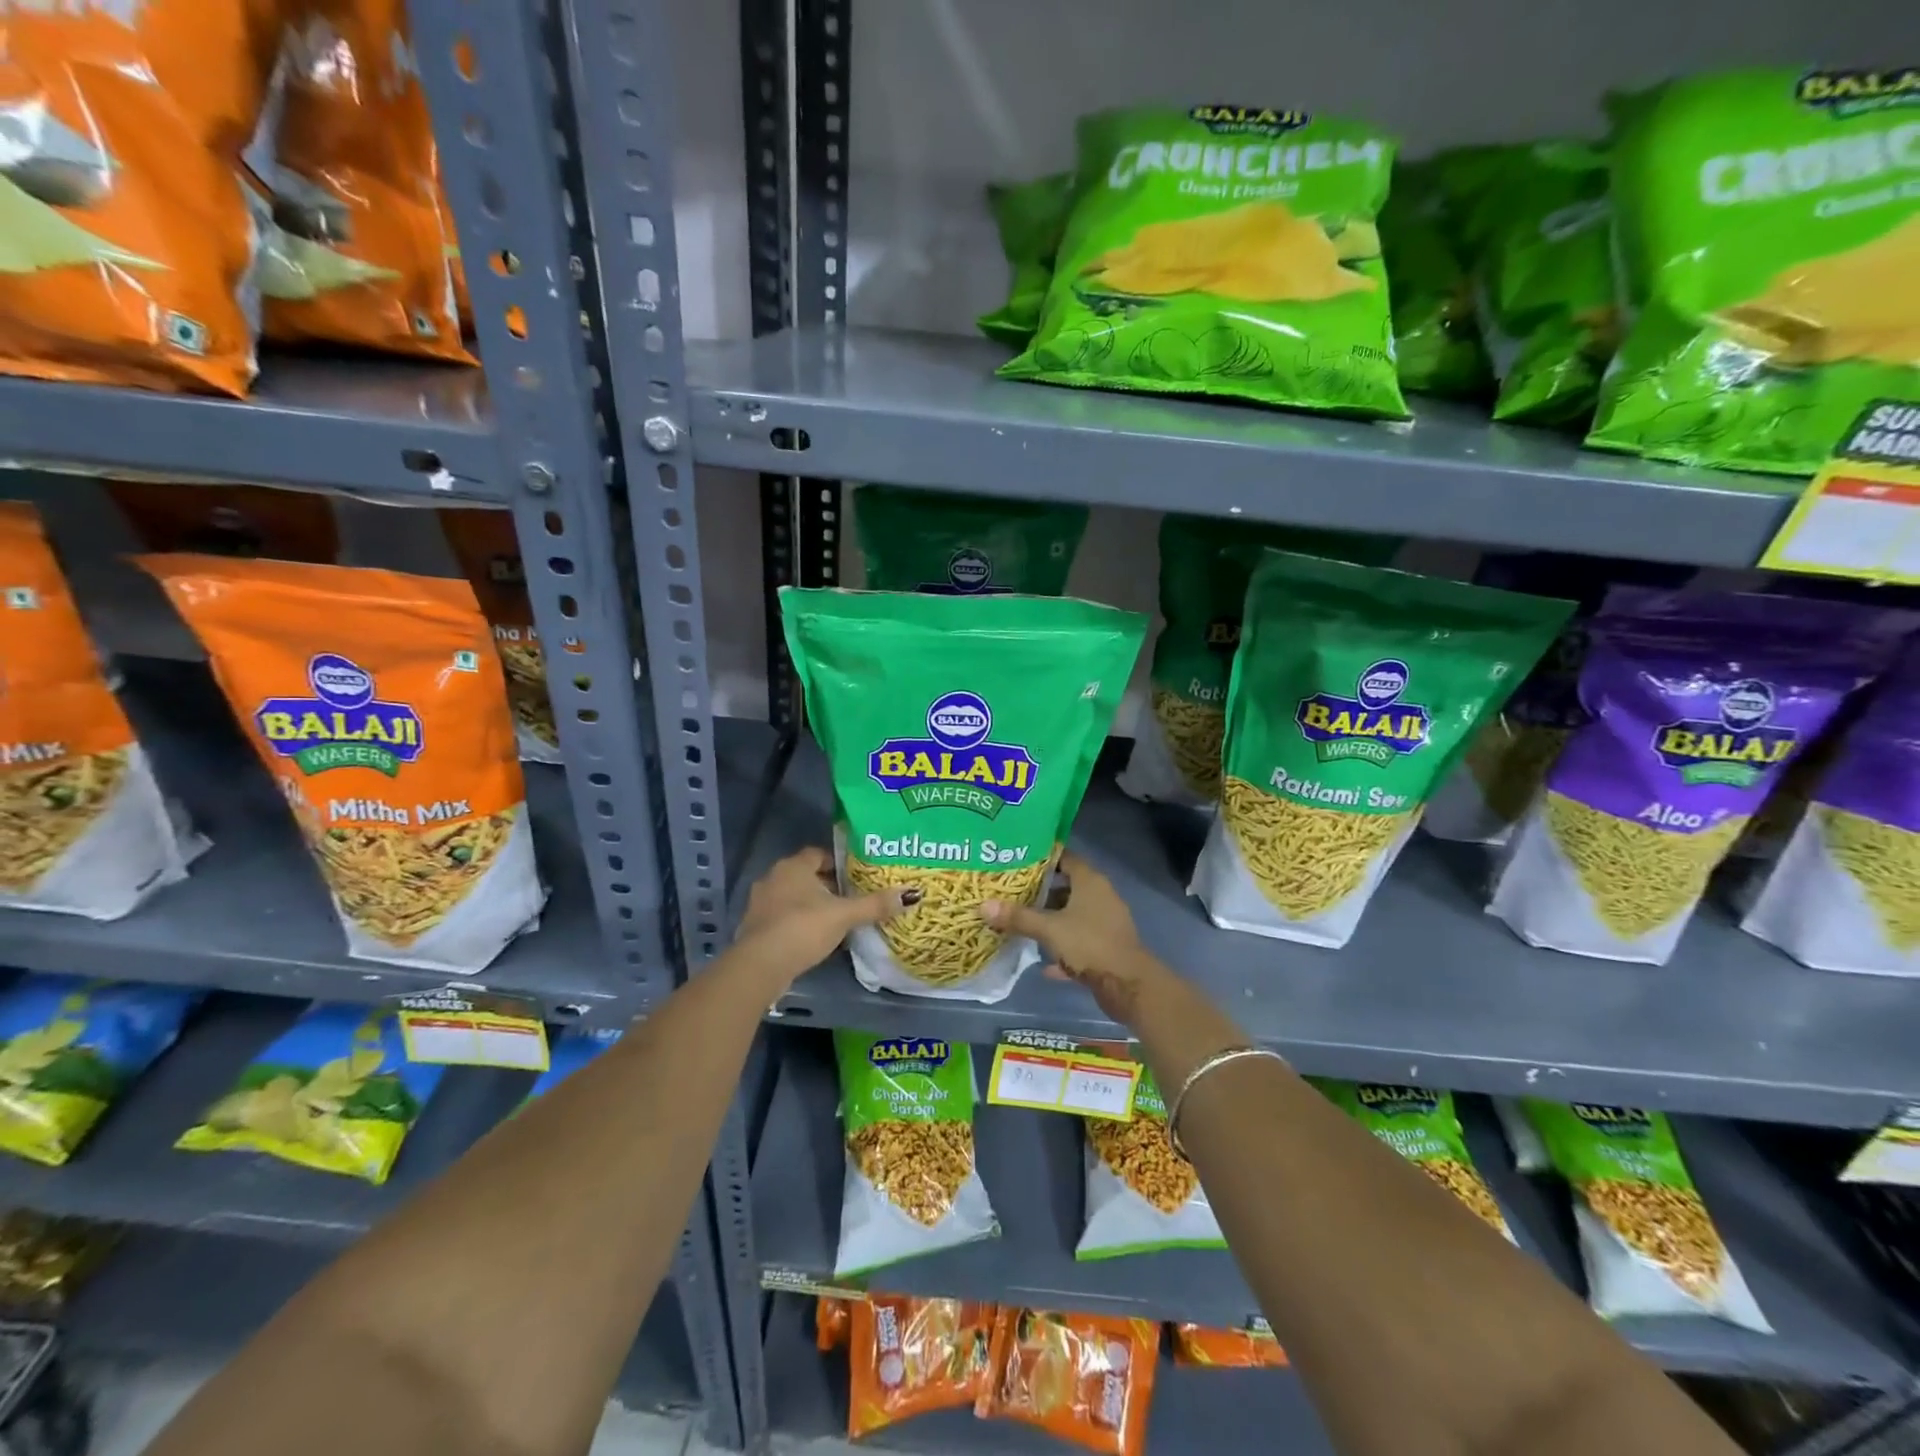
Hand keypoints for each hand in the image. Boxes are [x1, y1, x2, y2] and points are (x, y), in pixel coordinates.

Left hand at [733, 847, 918, 986]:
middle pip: (806, 875)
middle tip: (852, 896)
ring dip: (812, 904)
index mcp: (793, 866)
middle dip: (828, 884)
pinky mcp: (755, 927)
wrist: (760, 966)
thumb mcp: (844, 915)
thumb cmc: (803, 928)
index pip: (819, 853)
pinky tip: (814, 937)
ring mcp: (760, 903)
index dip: (838, 862)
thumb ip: (875, 905)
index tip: (857, 874)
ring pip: (793, 897)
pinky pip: (783, 916)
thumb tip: (912, 894)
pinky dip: (798, 922)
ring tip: (837, 918)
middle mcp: (773, 878)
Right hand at [979, 851, 1164, 1024]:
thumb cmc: (1089, 944)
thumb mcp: (1049, 929)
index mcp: (1090, 882)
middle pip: (1067, 886)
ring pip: (1073, 915)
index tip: (1018, 860)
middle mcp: (1100, 896)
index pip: (1066, 858)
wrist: (1128, 985)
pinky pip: (1079, 942)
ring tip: (1021, 922)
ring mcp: (1105, 923)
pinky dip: (1063, 949)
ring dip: (1051, 920)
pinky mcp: (1106, 947)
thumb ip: (1018, 917)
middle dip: (1041, 891)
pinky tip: (1043, 963)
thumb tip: (983, 905)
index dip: (1043, 858)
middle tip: (1012, 892)